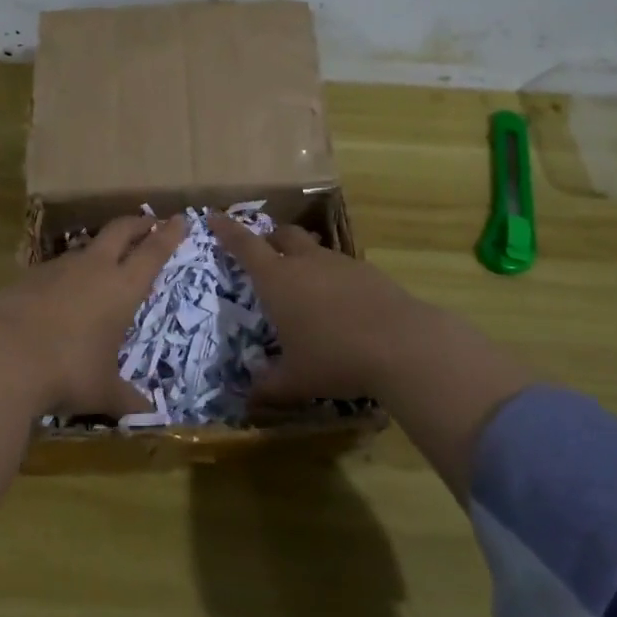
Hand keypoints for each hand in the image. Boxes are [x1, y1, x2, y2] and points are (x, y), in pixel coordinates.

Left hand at [0, 214, 184, 417]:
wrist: (1, 357)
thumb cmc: (67, 371)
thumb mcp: (102, 391)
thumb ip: (126, 398)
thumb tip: (148, 413)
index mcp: (122, 288)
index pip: (153, 252)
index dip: (168, 235)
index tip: (179, 220)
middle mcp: (94, 268)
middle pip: (120, 231)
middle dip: (137, 224)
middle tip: (148, 222)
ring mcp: (58, 268)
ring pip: (86, 247)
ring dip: (100, 248)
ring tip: (105, 258)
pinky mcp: (28, 276)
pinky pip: (56, 267)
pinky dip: (67, 273)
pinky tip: (62, 290)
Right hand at [207, 213, 445, 408]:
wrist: (402, 345)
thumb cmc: (335, 358)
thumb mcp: (296, 380)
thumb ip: (268, 387)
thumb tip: (249, 400)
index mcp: (277, 280)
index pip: (244, 245)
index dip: (227, 230)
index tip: (214, 216)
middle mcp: (305, 263)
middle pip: (283, 235)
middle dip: (270, 239)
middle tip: (265, 253)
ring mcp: (340, 263)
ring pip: (314, 248)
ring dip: (303, 257)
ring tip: (305, 283)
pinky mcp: (369, 272)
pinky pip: (341, 266)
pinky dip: (332, 277)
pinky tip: (341, 303)